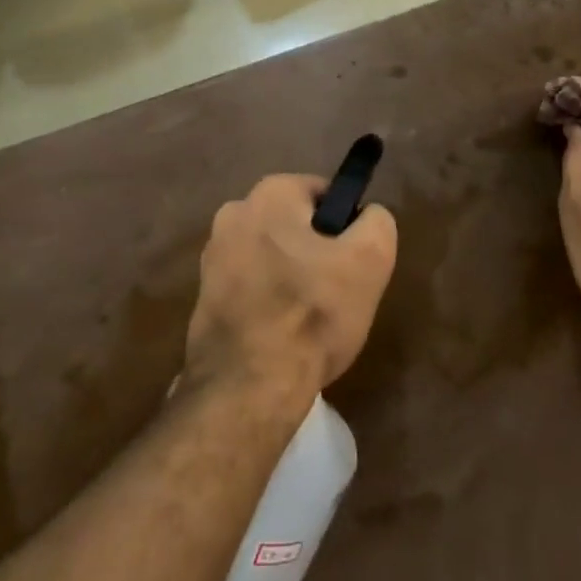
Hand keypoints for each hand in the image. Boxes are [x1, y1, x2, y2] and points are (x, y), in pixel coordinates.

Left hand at [185, 174, 397, 398]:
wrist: (247, 387)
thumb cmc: (312, 313)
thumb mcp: (370, 260)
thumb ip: (377, 222)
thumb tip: (367, 215)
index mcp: (269, 193)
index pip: (323, 193)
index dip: (345, 227)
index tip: (351, 264)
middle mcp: (233, 213)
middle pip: (295, 225)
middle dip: (316, 252)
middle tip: (335, 293)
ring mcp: (212, 255)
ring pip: (272, 256)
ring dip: (290, 277)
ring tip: (308, 320)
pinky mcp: (203, 295)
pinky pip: (250, 285)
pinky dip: (266, 301)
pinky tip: (281, 334)